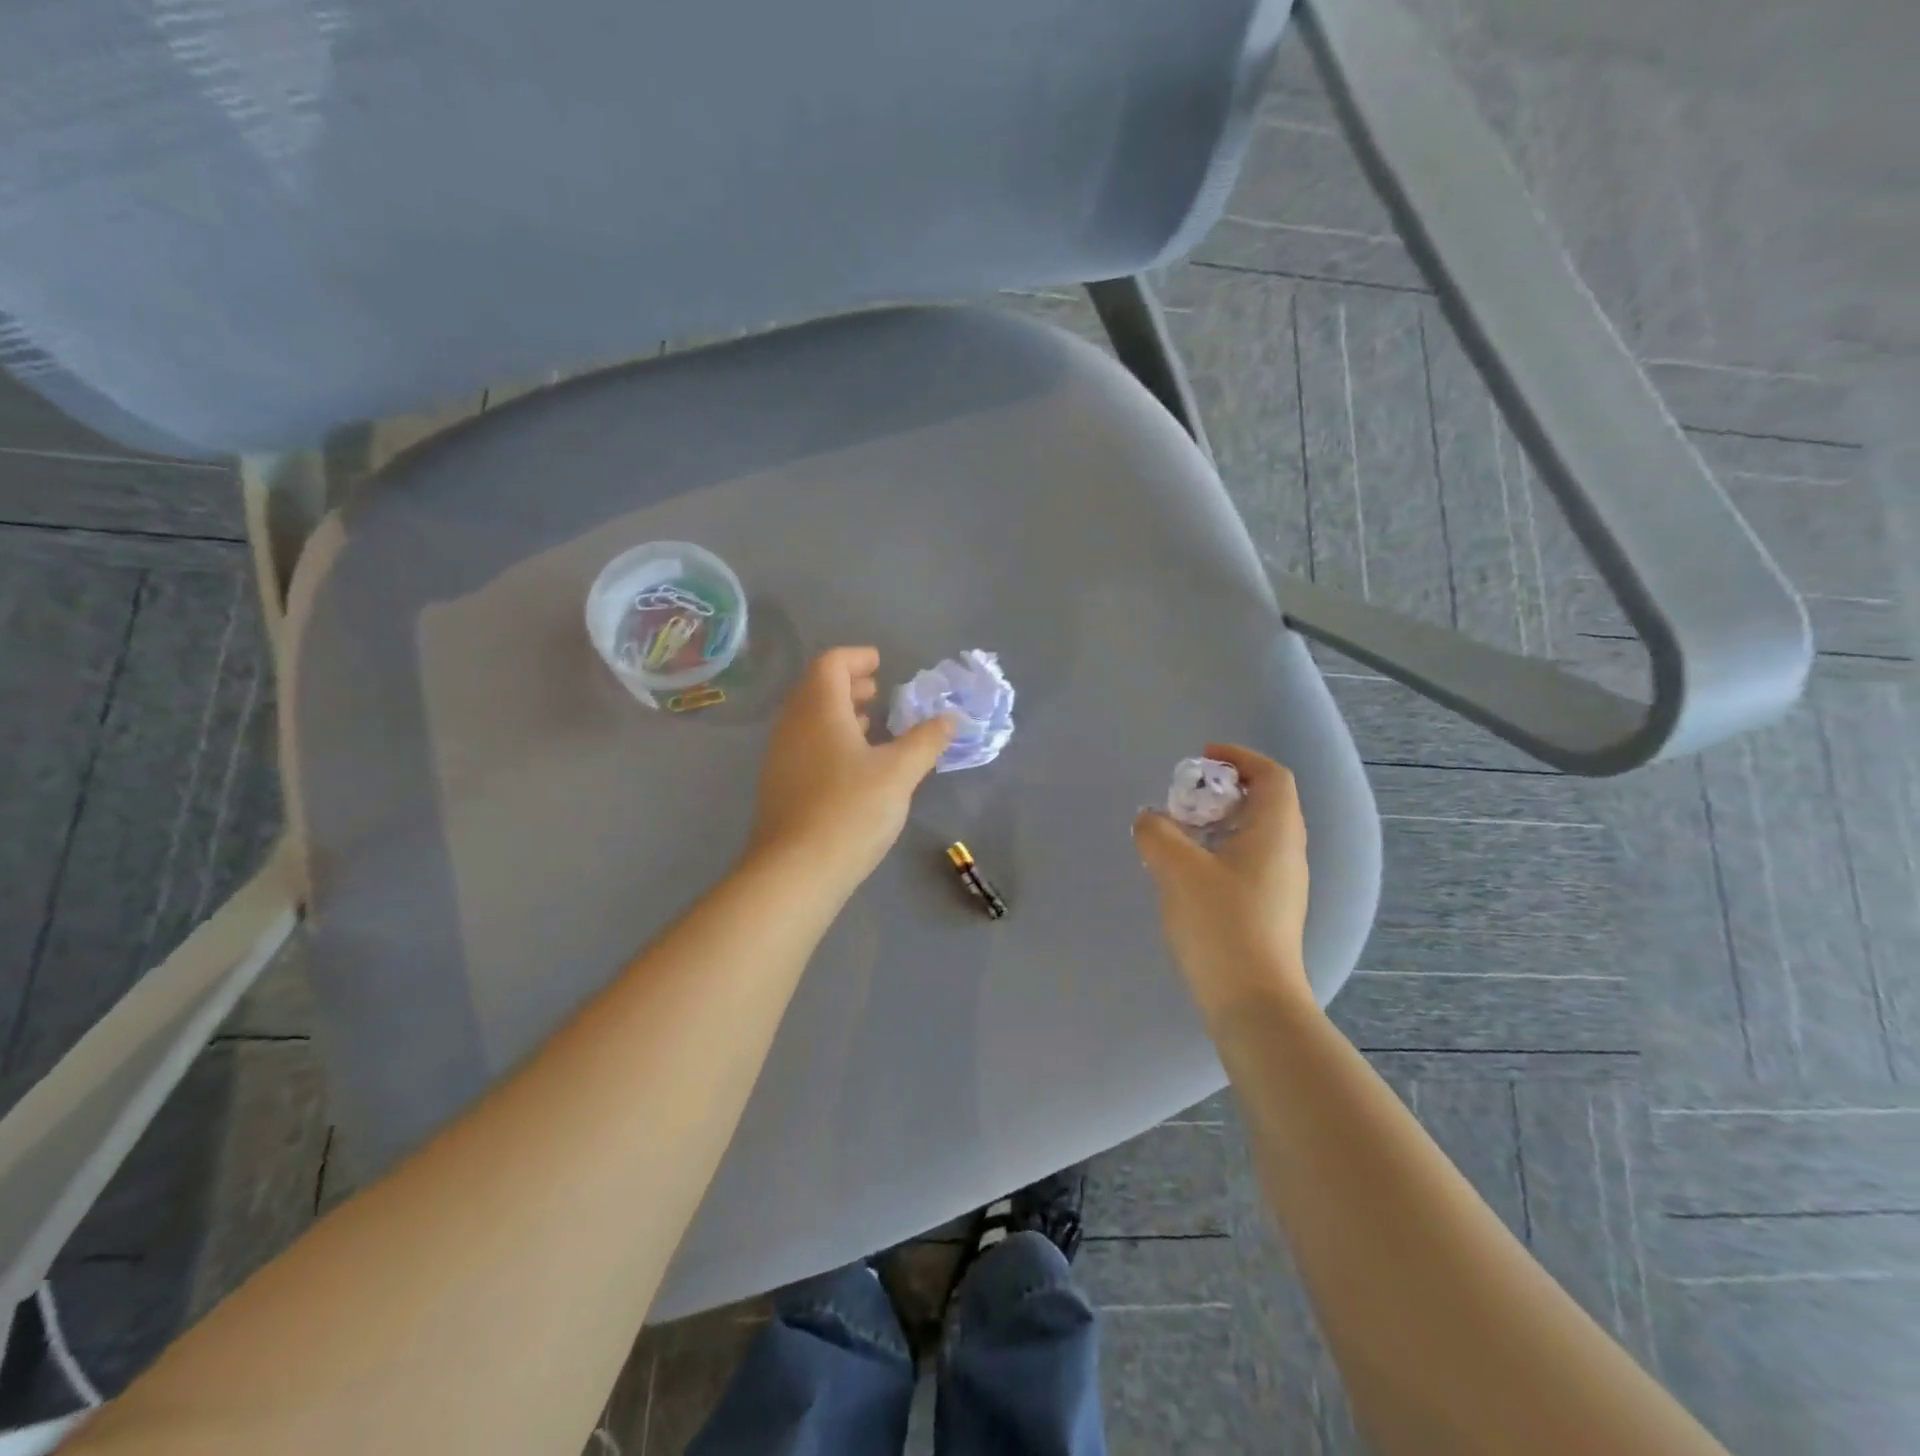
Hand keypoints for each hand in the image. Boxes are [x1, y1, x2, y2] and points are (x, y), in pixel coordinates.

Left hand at [751, 647, 954, 887]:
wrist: (795, 872)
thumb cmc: (850, 810)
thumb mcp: (899, 773)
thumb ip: (926, 741)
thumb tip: (949, 718)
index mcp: (818, 710)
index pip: (830, 664)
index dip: (856, 658)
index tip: (880, 663)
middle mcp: (792, 726)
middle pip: (815, 689)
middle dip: (847, 685)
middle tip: (877, 691)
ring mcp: (780, 757)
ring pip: (808, 720)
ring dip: (838, 714)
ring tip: (868, 724)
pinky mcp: (779, 787)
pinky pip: (805, 746)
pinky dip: (829, 740)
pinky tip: (852, 766)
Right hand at [1132, 744, 1311, 1022]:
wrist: (1252, 1001)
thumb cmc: (1221, 923)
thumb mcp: (1177, 869)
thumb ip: (1157, 833)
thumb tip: (1150, 820)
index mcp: (1276, 833)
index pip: (1272, 776)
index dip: (1240, 758)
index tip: (1202, 758)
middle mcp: (1288, 854)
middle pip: (1265, 803)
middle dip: (1224, 791)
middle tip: (1185, 798)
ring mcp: (1283, 886)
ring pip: (1255, 836)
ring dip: (1219, 824)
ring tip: (1180, 834)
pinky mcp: (1270, 911)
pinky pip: (1248, 863)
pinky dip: (1220, 852)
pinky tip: (1188, 873)